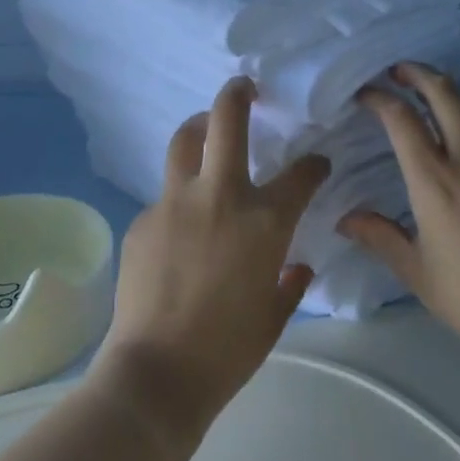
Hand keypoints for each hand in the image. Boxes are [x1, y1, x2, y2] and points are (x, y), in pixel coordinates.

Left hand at [89, 77, 328, 452]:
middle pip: (224, 119)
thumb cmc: (228, 350)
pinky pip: (164, 197)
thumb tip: (297, 265)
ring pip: (184, 142)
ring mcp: (174, 202)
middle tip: (244, 87)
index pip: (301, 174)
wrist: (157, 373)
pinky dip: (179, 200)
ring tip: (205, 131)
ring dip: (199, 128)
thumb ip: (290, 282)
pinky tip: (179, 231)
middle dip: (238, 93)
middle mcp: (219, 195)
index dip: (313, 164)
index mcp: (264, 220)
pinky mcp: (142, 219)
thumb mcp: (274, 317)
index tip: (316, 164)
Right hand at [339, 62, 459, 353]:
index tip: (364, 94)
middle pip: (445, 94)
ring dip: (447, 94)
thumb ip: (379, 237)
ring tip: (428, 98)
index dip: (380, 98)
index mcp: (434, 180)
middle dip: (419, 73)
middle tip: (398, 71)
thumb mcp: (416, 271)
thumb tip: (345, 219)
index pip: (402, 119)